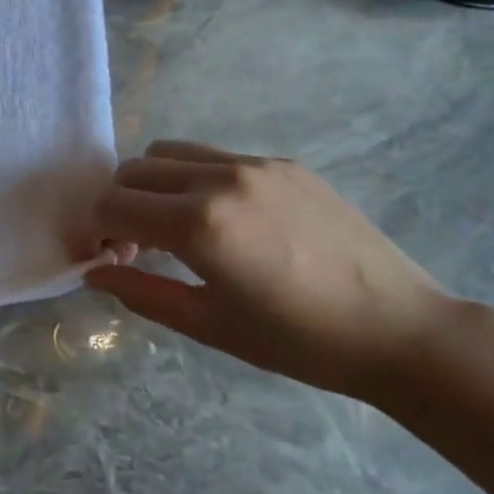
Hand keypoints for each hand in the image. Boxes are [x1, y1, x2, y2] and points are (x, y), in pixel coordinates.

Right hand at [86, 141, 457, 399]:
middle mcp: (219, 179)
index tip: (107, 258)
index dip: (96, 230)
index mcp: (198, 224)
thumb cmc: (297, 341)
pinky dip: (194, 178)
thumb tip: (95, 273)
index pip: (112, 205)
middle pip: (134, 170)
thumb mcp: (208, 325)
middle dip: (118, 204)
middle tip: (136, 246)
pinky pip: (215, 156)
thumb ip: (141, 292)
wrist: (399, 328)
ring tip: (175, 225)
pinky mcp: (283, 163)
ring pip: (170, 151)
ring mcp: (254, 164)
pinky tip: (224, 219)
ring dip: (153, 183)